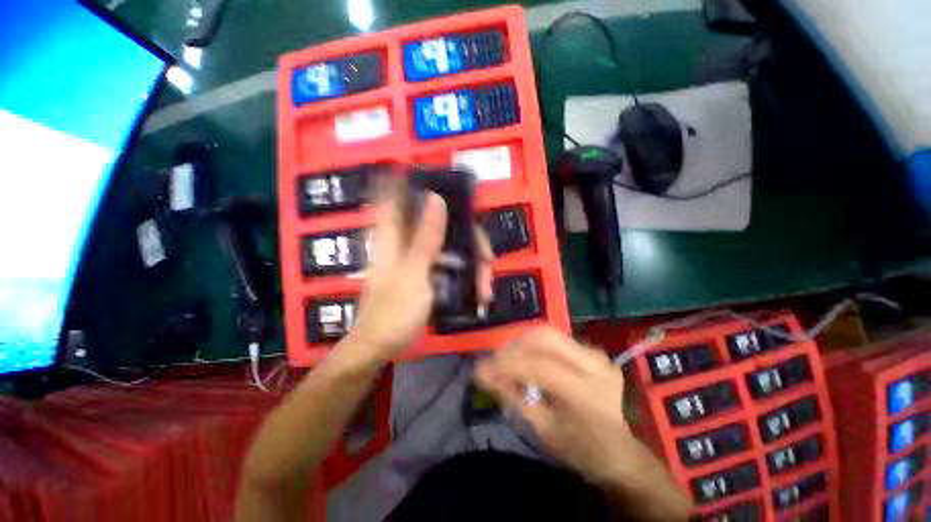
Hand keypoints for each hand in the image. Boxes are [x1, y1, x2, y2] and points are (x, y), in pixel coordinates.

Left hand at [346, 181, 493, 359]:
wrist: (381, 347)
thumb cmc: (393, 312)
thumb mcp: (413, 273)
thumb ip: (425, 237)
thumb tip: (436, 198)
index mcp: (393, 237)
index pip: (395, 196)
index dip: (411, 181)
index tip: (437, 179)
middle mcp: (406, 242)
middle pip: (441, 224)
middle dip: (469, 239)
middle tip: (487, 259)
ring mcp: (417, 259)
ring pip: (451, 246)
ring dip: (472, 264)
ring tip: (485, 288)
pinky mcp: (425, 274)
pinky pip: (450, 265)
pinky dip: (465, 276)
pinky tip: (477, 291)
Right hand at [475, 327, 633, 485]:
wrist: (618, 452)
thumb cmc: (578, 449)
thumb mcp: (541, 429)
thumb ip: (511, 397)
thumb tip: (482, 372)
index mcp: (587, 393)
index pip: (541, 367)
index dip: (508, 365)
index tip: (482, 368)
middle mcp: (595, 365)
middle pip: (545, 338)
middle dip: (514, 347)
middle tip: (497, 361)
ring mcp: (597, 355)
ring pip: (549, 333)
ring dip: (523, 343)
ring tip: (510, 359)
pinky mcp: (594, 351)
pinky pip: (558, 339)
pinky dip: (537, 346)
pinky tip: (530, 359)